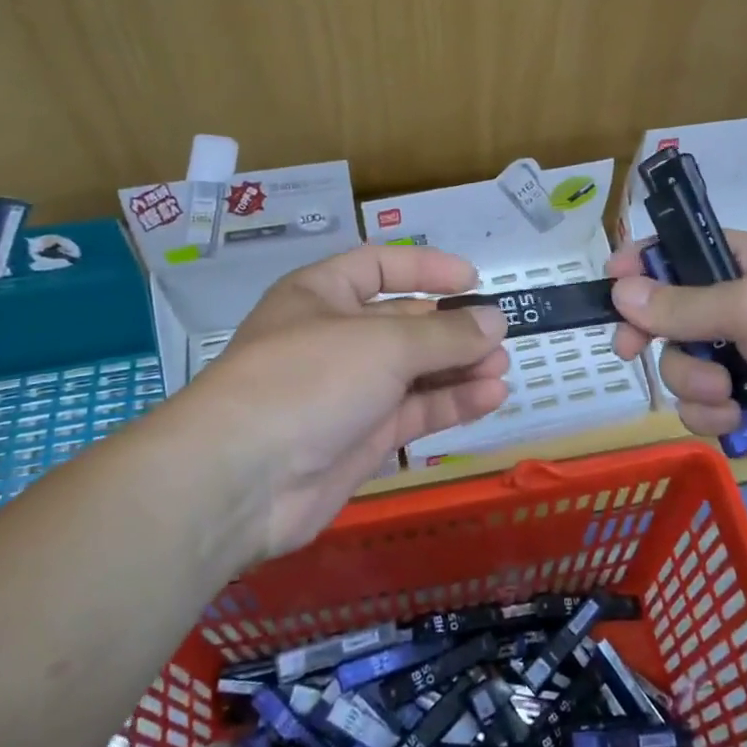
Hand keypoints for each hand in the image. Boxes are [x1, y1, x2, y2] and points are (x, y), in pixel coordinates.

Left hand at [183, 246, 509, 557]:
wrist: (244, 479)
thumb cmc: (309, 379)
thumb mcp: (383, 344)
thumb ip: (445, 334)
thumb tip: (495, 321)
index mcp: (322, 294)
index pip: (379, 266)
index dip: (426, 268)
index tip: (473, 281)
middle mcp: (335, 338)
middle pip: (404, 323)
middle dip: (452, 328)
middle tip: (499, 336)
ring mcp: (348, 391)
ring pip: (414, 372)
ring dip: (459, 368)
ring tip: (502, 369)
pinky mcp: (361, 439)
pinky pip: (413, 411)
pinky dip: (450, 403)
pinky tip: (490, 397)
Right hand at [605, 233, 746, 482]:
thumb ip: (681, 304)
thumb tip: (618, 292)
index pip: (682, 251)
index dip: (643, 262)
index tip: (610, 280)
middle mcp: (741, 308)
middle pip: (667, 314)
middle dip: (650, 333)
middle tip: (630, 349)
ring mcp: (744, 359)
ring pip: (680, 365)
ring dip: (694, 380)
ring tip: (728, 390)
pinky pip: (700, 406)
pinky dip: (712, 414)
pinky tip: (739, 417)